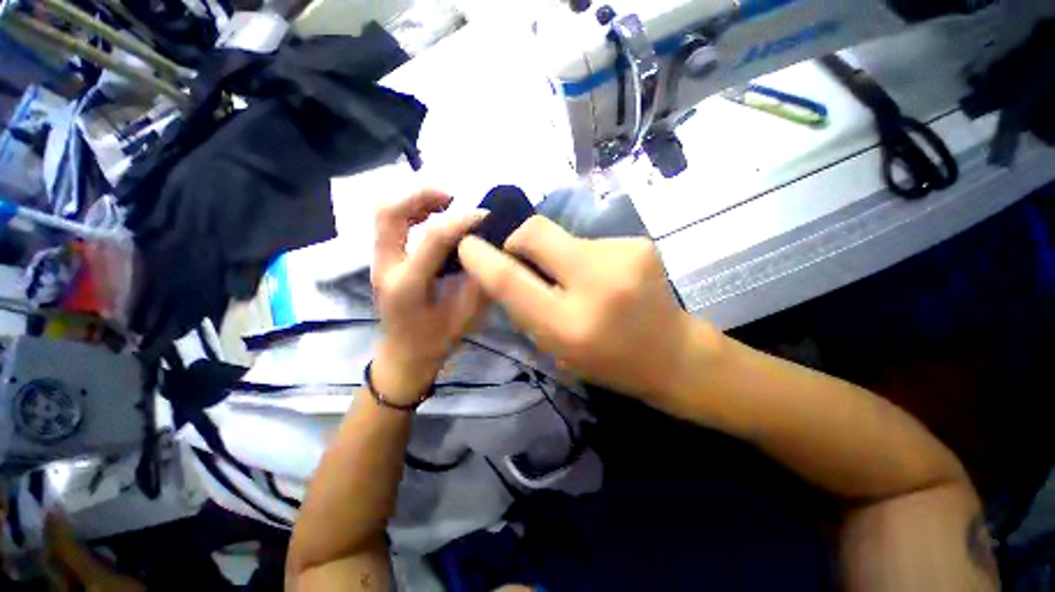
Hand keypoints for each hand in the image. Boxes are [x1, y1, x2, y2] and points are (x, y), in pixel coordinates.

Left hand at [371, 190, 488, 403]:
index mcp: (408, 285)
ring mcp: (378, 262)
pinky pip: (390, 224)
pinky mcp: (381, 260)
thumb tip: (492, 250)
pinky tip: (432, 216)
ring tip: (444, 202)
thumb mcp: (466, 316)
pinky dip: (410, 211)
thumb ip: (480, 282)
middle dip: (421, 195)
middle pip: (390, 213)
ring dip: (414, 200)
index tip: (484, 216)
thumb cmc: (436, 341)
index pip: (432, 238)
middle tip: (453, 197)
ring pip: (384, 213)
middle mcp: (386, 268)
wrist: (403, 355)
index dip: (460, 221)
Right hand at [457, 215, 717, 400]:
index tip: (468, 244)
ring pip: (563, 236)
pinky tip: (602, 276)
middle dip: (518, 239)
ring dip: (557, 254)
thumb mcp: (554, 347)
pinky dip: (583, 256)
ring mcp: (622, 257)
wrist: (671, 354)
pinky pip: (589, 241)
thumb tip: (502, 267)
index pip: (510, 280)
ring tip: (577, 279)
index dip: (482, 258)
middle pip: (534, 231)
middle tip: (522, 255)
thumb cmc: (607, 361)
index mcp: (569, 324)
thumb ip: (524, 307)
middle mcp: (595, 284)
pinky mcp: (639, 243)